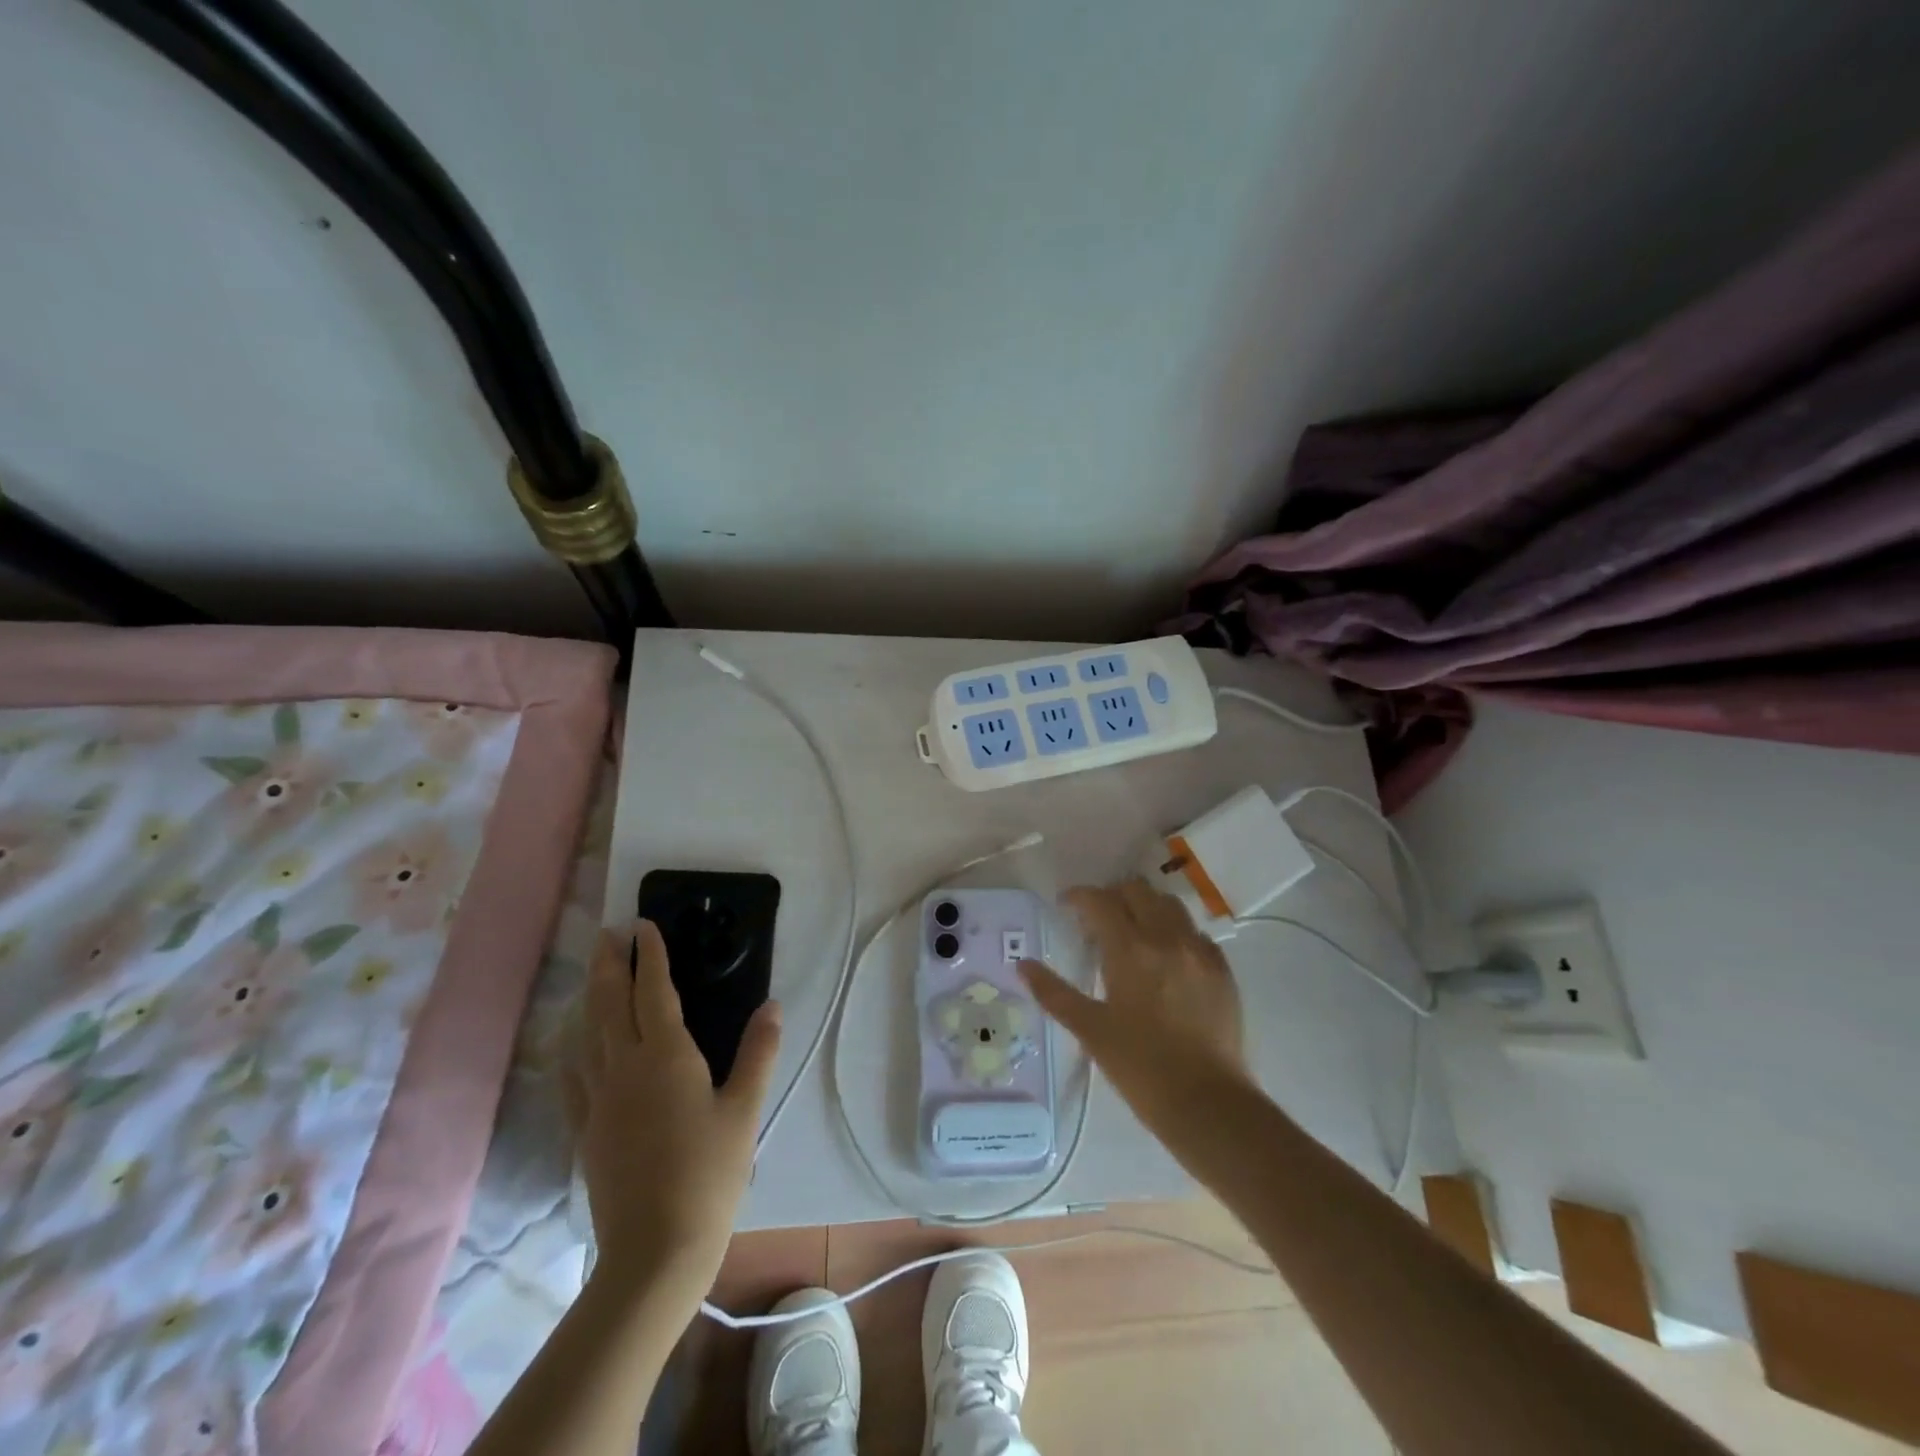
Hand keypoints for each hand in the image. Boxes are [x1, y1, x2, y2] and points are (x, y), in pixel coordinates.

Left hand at [567, 920, 781, 1305]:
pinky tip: (573, 1045)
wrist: (655, 1251)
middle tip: (608, 934)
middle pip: (610, 1004)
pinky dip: (574, 1049)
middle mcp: (625, 1067)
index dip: (650, 955)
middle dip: (609, 964)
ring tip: (592, 973)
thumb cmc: (710, 1173)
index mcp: (666, 1056)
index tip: (644, 925)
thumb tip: (772, 1006)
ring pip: (588, 1034)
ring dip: (590, 997)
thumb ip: (759, 1053)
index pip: (653, 991)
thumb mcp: (745, 1109)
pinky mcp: (586, 1130)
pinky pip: (574, 1077)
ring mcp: (599, 1100)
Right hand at [1020, 879, 1248, 1141]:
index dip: (1078, 896)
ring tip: (1133, 932)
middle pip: (1137, 891)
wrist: (1208, 1103)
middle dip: (1112, 896)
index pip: (1100, 901)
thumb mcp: (1090, 1030)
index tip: (1065, 905)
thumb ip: (1054, 993)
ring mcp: (1199, 951)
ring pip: (1170, 905)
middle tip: (1097, 920)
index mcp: (1130, 949)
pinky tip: (1168, 957)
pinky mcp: (1222, 970)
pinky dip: (1176, 932)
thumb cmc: (1140, 1067)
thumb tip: (1022, 965)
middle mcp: (1167, 938)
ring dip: (1146, 907)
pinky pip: (1196, 933)